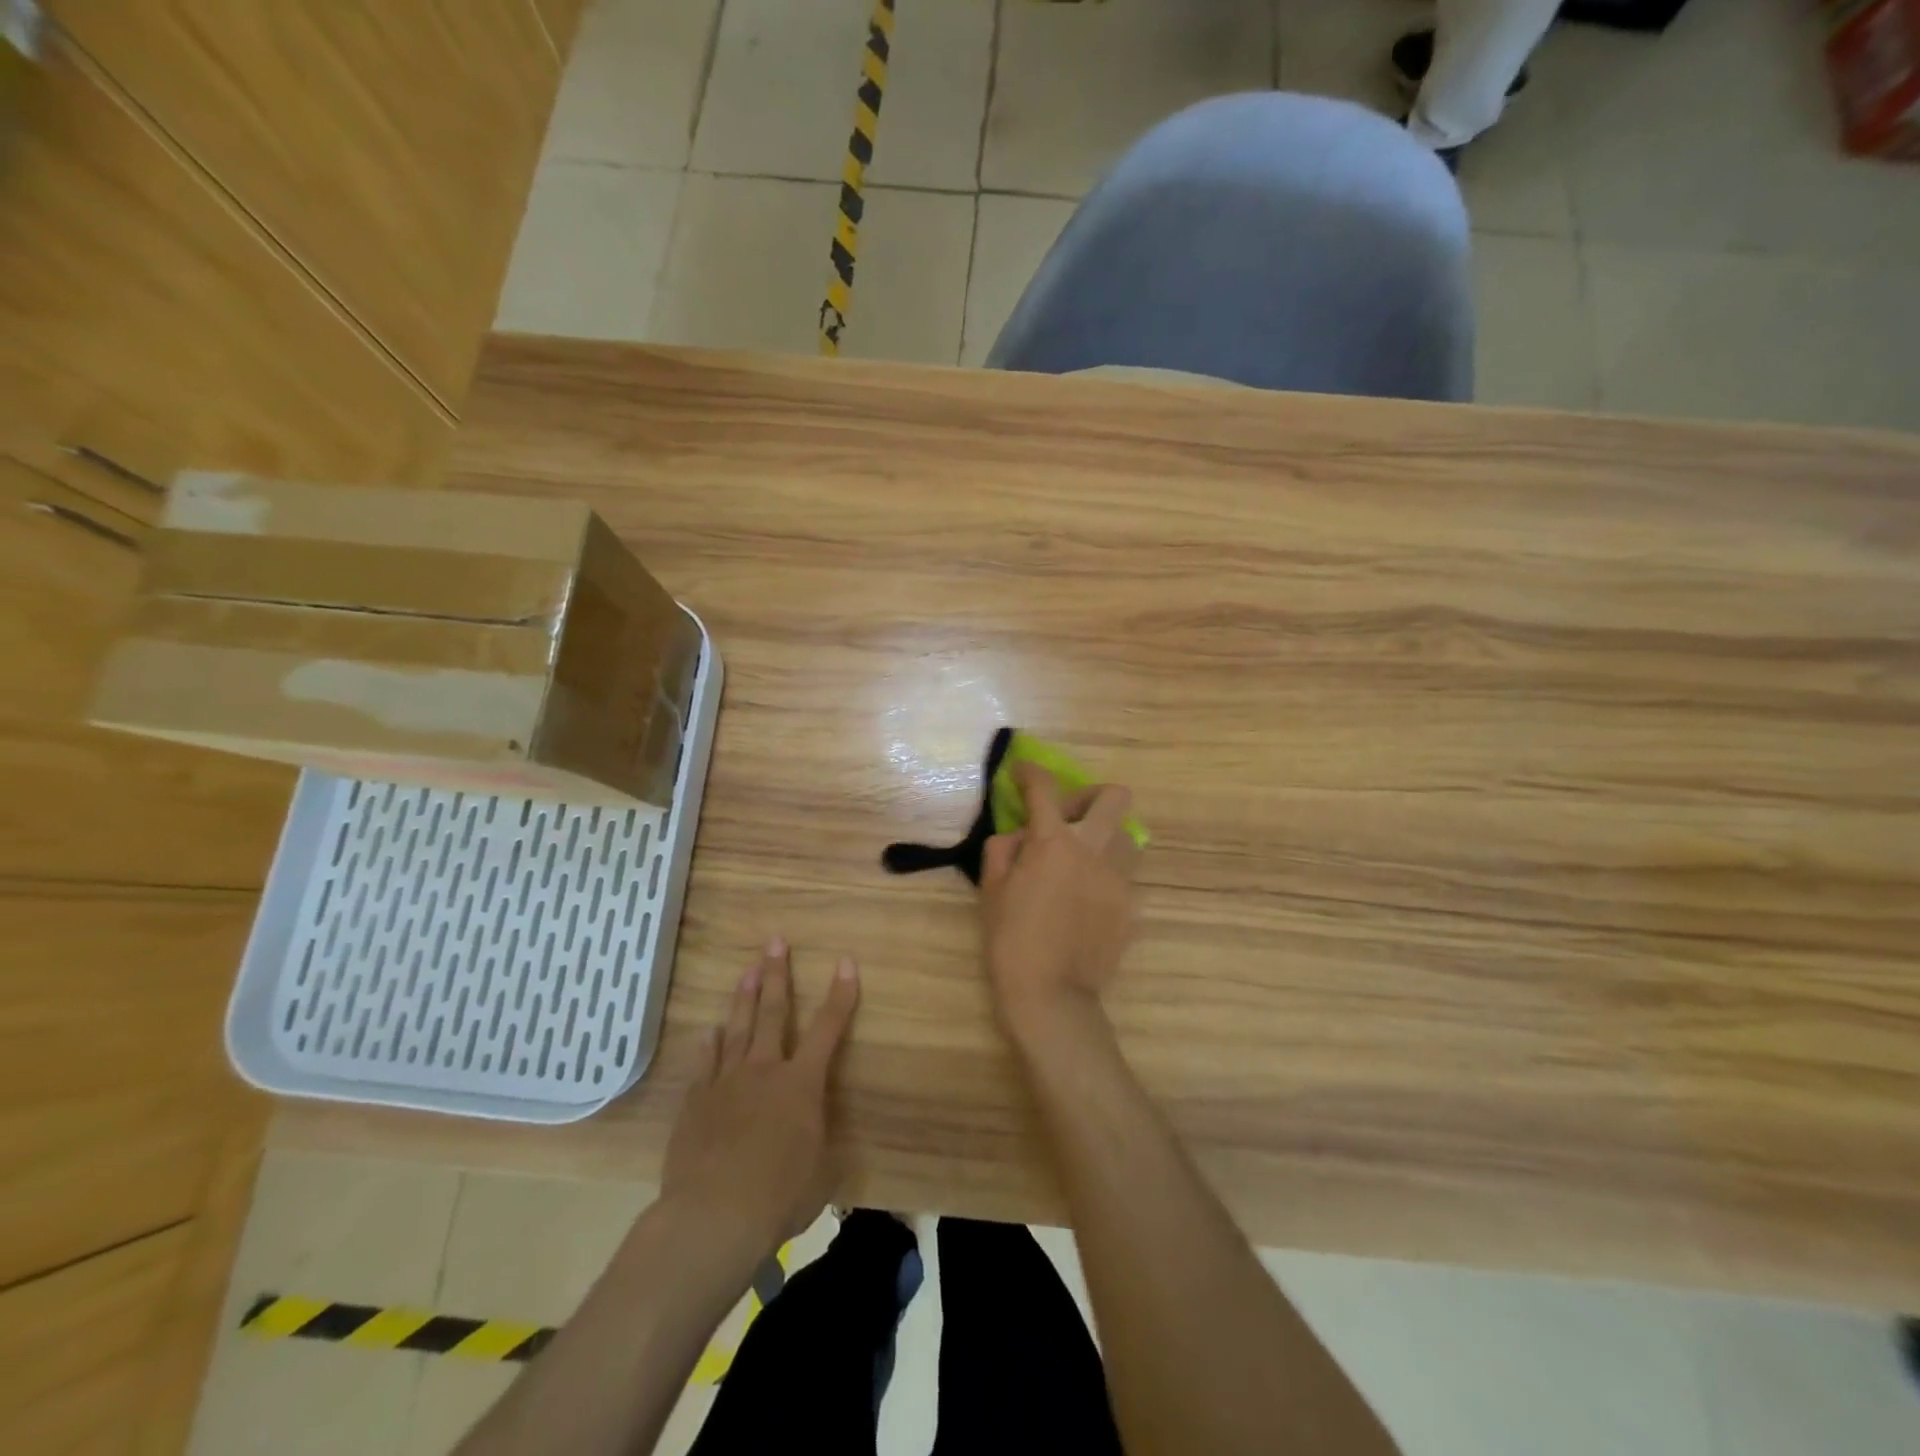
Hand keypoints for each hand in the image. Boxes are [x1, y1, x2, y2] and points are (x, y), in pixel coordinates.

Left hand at [662, 941, 859, 1258]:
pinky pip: (705, 1064)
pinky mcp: (696, 1103)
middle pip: (772, 1012)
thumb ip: (821, 1146)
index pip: (828, 1029)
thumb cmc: (779, 1196)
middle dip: (777, 974)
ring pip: (736, 1029)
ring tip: (747, 969)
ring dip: (743, 997)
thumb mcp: (821, 1174)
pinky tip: (709, 1030)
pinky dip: (709, 1045)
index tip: (845, 962)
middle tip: (775, 942)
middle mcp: (764, 1070)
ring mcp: (726, 1083)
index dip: (840, 995)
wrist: (713, 1216)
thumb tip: (823, 1139)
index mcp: (802, 1083)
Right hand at [980, 762, 1138, 1039]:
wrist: (1052, 995)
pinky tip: (1086, 899)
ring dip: (1103, 836)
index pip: (1044, 787)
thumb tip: (1020, 836)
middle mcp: (1093, 849)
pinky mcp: (1132, 904)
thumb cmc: (1011, 940)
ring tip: (1081, 860)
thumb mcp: (991, 890)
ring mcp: (1119, 877)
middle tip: (1069, 817)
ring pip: (1126, 835)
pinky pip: (1124, 875)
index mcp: (1053, 841)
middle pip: (1114, 796)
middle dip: (1090, 796)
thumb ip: (1004, 849)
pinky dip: (1105, 875)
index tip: (1022, 774)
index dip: (1030, 773)